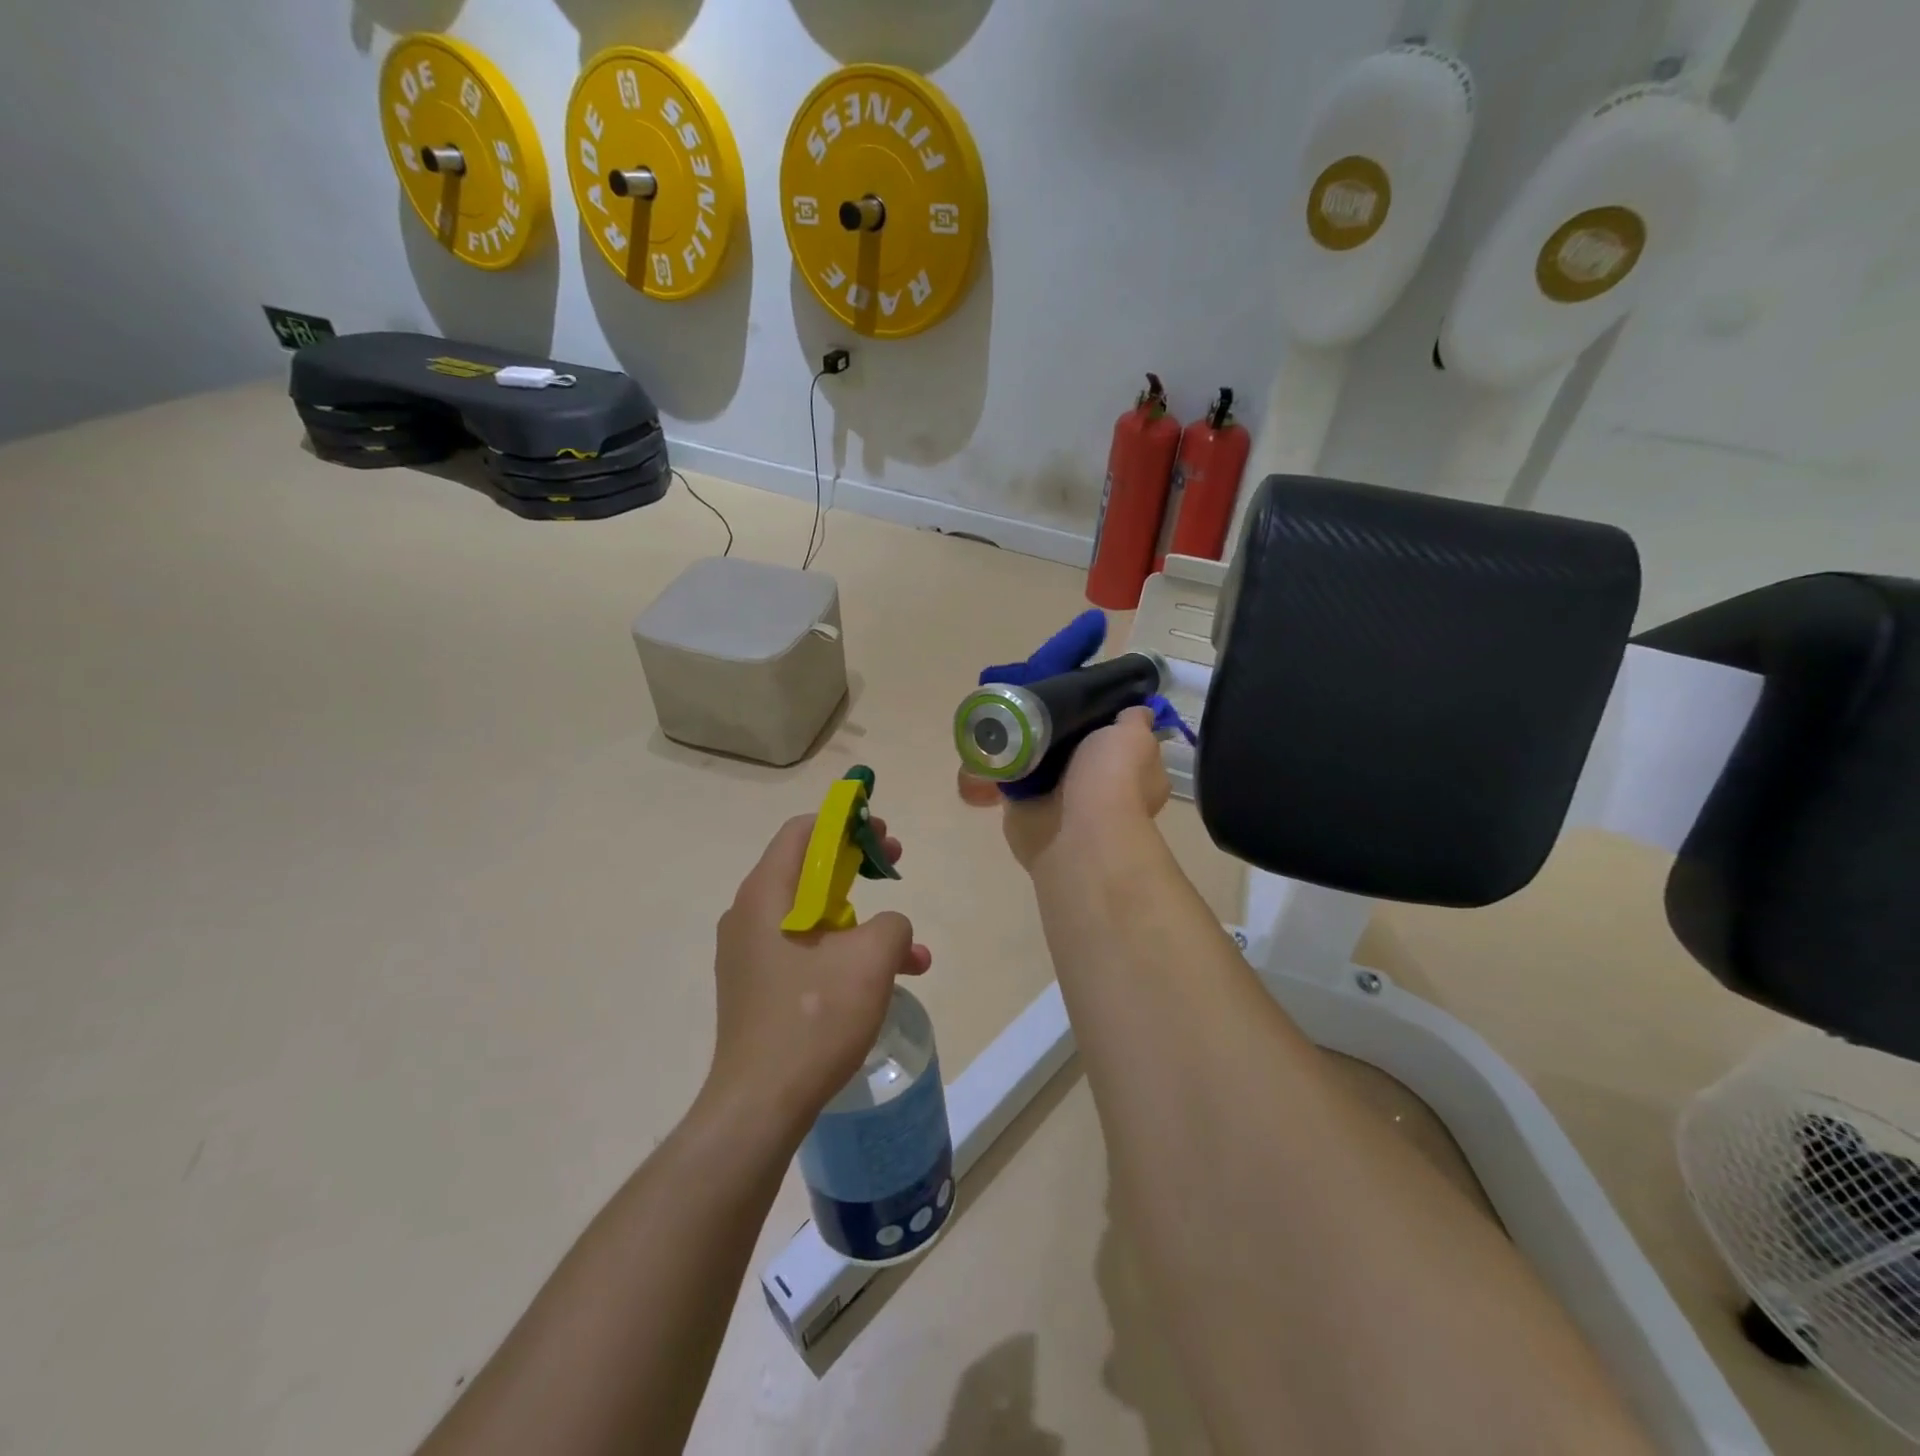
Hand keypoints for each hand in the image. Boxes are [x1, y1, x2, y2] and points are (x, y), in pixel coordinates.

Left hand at [704, 815, 931, 1136]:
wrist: (760, 1104)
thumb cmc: (814, 1017)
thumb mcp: (871, 958)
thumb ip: (892, 922)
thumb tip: (888, 928)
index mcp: (766, 894)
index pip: (803, 830)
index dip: (846, 822)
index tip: (882, 835)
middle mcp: (749, 915)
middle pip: (808, 867)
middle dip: (858, 866)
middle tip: (894, 869)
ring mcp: (750, 953)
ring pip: (814, 914)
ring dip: (863, 920)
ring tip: (910, 952)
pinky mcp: (758, 986)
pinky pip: (805, 950)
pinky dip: (844, 953)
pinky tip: (884, 983)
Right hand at [962, 707, 1170, 870]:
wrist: (1076, 830)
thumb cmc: (1113, 779)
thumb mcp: (1134, 736)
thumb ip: (1134, 720)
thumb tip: (1137, 711)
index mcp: (1137, 775)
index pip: (1124, 742)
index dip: (1108, 721)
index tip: (1086, 695)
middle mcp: (1101, 790)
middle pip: (1079, 751)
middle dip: (1062, 732)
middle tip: (1042, 701)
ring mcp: (1064, 802)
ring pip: (1044, 767)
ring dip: (1030, 749)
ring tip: (1013, 716)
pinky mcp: (1028, 810)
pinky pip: (1014, 782)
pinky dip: (1004, 767)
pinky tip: (995, 742)